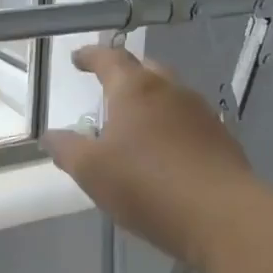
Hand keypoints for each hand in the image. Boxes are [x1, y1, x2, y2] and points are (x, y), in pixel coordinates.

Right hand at [42, 45, 254, 268]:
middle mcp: (171, 91)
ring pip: (170, 96)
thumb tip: (50, 135)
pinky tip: (164, 153)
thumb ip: (67, 149)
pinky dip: (170, 128)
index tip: (77, 59)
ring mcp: (201, 114)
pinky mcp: (221, 139)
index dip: (91, 56)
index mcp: (135, 90)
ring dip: (150, 103)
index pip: (110, 59)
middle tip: (107, 90)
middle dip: (124, 76)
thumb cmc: (147, 186)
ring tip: (134, 126)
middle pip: (145, 71)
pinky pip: (188, 123)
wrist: (221, 216)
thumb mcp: (91, 171)